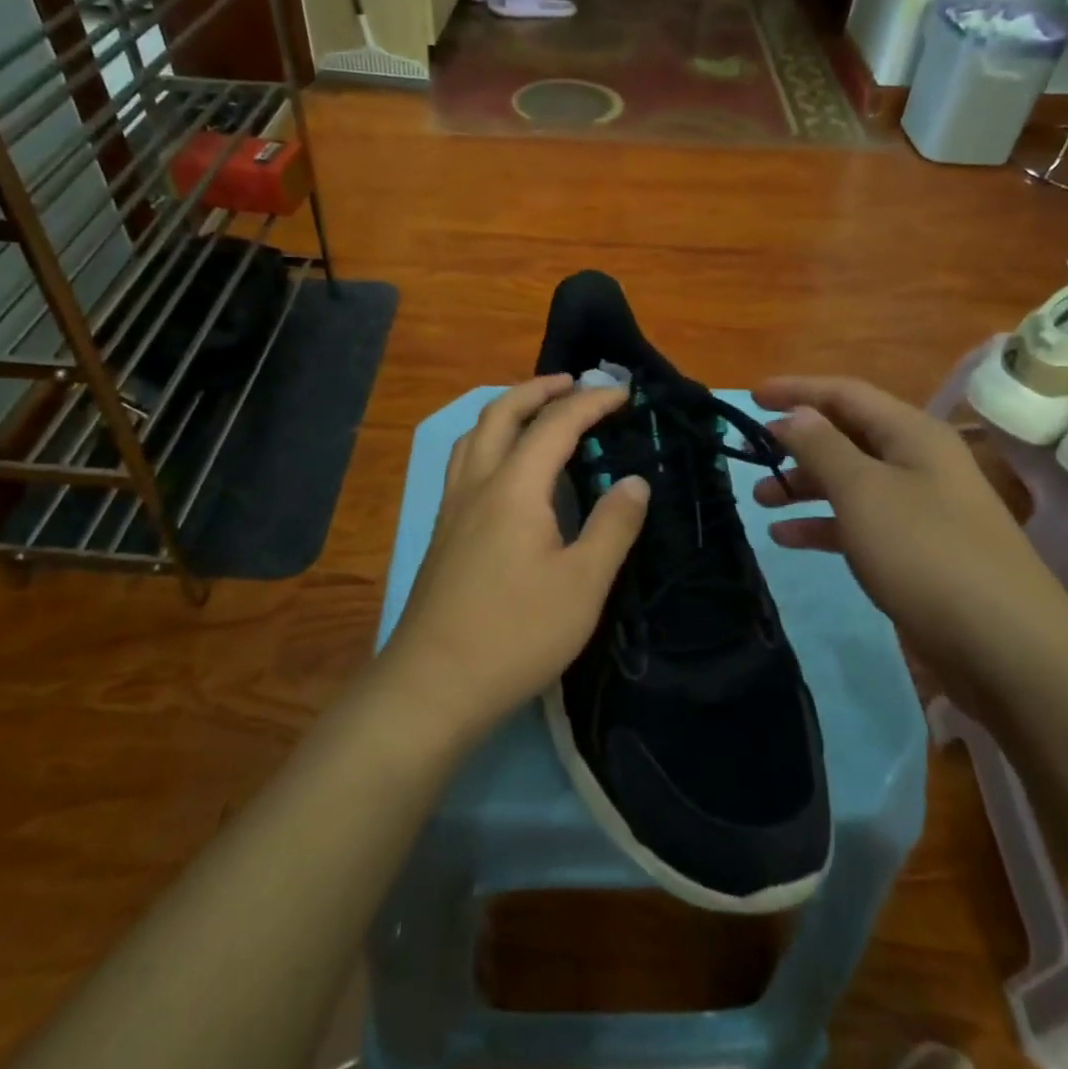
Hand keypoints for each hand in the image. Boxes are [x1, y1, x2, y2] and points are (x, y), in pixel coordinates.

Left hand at [378, 376, 650, 748]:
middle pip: (501, 413)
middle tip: (573, 384)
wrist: (433, 684)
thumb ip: (612, 526)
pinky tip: (504, 471)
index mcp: (514, 487)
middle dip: (538, 390)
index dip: (591, 403)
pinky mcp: (442, 533)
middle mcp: (477, 484)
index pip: (555, 424)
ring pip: (473, 435)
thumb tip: (634, 481)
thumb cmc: (517, 633)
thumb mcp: (583, 583)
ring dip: (507, 412)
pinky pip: (465, 463)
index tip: (623, 394)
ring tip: (536, 415)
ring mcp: (452, 508)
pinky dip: (489, 442)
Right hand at [752, 376, 1067, 706]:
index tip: (751, 397)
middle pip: (847, 436)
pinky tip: (787, 538)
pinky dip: (822, 524)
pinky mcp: (915, 551)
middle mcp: (917, 462)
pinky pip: (859, 523)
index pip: (846, 394)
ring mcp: (919, 508)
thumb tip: (796, 414)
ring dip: (804, 485)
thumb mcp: (863, 491)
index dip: (797, 390)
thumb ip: (822, 446)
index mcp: (912, 434)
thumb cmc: (926, 552)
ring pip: (849, 481)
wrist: (1006, 647)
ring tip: (761, 499)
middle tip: (751, 452)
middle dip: (797, 441)